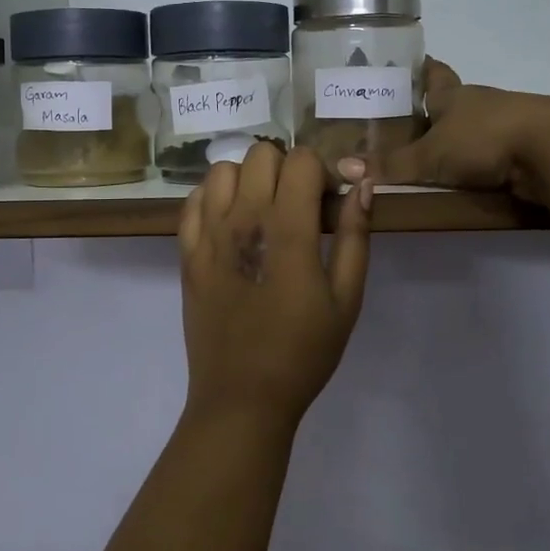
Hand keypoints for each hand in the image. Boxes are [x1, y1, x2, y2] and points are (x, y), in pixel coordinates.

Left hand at [179, 143, 371, 427]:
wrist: (242, 396)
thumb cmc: (303, 351)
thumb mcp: (346, 299)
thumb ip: (355, 236)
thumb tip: (363, 185)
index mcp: (287, 229)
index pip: (301, 160)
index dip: (321, 172)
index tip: (327, 203)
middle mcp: (243, 220)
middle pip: (261, 154)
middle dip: (286, 169)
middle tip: (297, 206)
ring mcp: (208, 234)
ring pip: (222, 169)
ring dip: (247, 179)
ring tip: (261, 212)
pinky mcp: (186, 252)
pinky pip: (193, 200)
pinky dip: (213, 198)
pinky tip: (229, 224)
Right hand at [336, 58, 549, 204]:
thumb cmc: (484, 139)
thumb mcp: (430, 156)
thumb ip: (391, 165)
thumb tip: (343, 168)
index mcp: (454, 95)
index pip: (434, 73)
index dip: (421, 68)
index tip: (411, 63)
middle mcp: (479, 103)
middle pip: (453, 101)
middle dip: (434, 109)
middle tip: (407, 121)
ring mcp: (506, 124)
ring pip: (474, 127)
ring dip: (458, 137)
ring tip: (431, 154)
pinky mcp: (525, 148)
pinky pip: (493, 152)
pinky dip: (479, 161)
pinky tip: (465, 175)